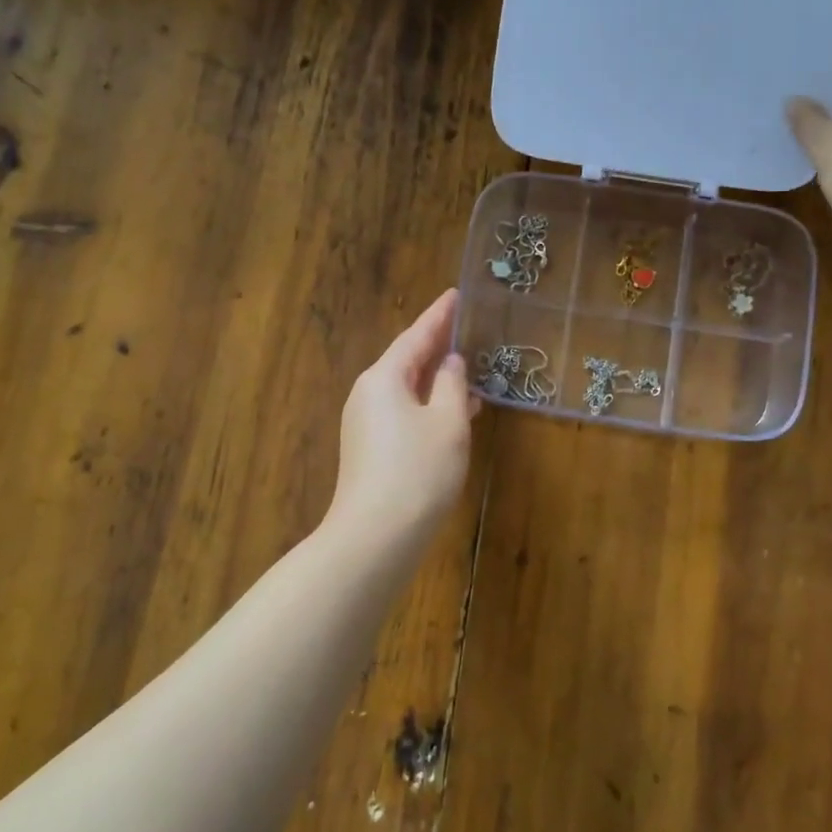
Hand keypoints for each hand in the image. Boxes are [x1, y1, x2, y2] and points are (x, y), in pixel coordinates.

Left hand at [328, 289, 474, 547]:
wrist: (375, 537)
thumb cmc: (418, 472)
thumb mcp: (448, 422)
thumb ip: (453, 385)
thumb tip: (450, 363)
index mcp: (384, 378)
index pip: (416, 335)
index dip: (439, 316)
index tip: (456, 295)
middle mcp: (368, 394)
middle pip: (407, 360)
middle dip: (436, 346)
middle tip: (464, 327)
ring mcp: (364, 423)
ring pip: (406, 389)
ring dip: (436, 379)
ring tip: (467, 369)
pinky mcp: (369, 449)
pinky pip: (402, 412)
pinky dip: (428, 405)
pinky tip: (452, 413)